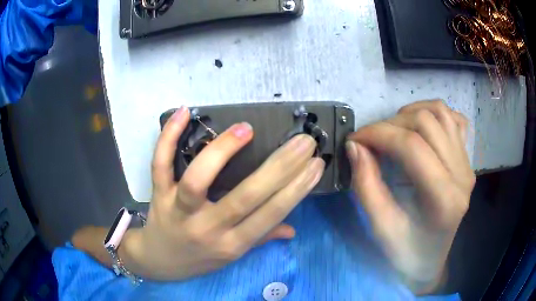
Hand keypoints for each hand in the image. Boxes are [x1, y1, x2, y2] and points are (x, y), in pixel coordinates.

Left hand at [123, 107, 324, 280]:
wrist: (159, 261)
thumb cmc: (199, 259)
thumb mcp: (232, 256)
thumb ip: (261, 238)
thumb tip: (292, 229)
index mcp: (232, 245)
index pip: (270, 215)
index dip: (296, 189)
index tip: (316, 164)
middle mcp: (207, 229)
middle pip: (244, 197)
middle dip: (279, 167)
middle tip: (303, 141)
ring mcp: (178, 211)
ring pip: (198, 180)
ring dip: (223, 152)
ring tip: (246, 129)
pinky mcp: (158, 195)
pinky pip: (160, 164)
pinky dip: (169, 137)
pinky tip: (184, 112)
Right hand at [346, 100, 474, 291]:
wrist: (431, 259)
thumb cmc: (407, 252)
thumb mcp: (381, 228)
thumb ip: (366, 186)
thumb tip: (355, 147)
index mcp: (443, 198)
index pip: (412, 146)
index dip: (378, 134)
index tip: (354, 139)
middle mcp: (461, 175)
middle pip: (426, 122)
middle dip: (390, 124)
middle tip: (370, 140)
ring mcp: (467, 164)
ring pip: (441, 113)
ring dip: (411, 113)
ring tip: (394, 131)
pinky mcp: (467, 160)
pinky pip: (455, 120)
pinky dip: (435, 114)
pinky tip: (422, 128)